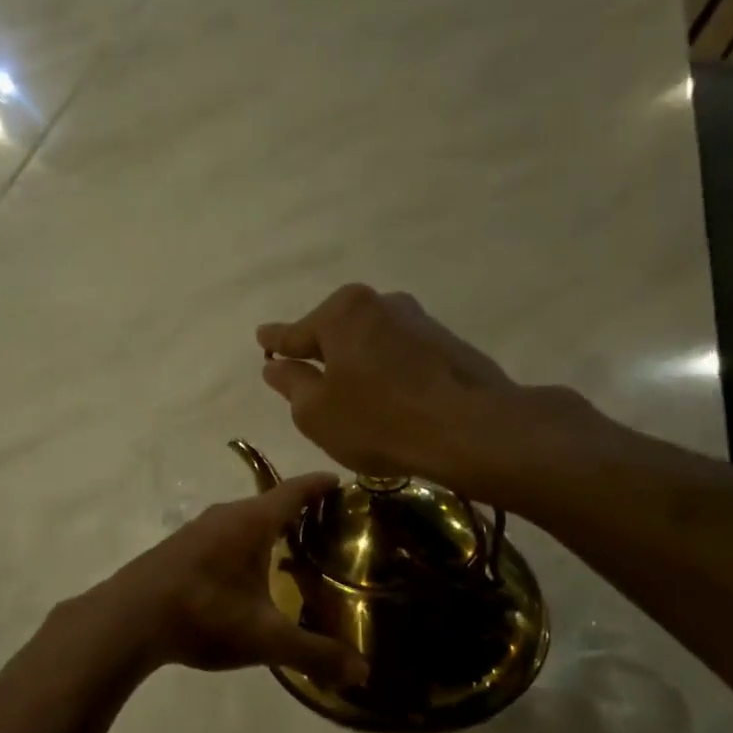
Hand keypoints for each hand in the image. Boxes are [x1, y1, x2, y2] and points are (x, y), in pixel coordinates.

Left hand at [91, 476, 367, 688]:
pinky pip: (221, 536)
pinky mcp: (177, 549)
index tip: (340, 481)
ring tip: (289, 549)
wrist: (128, 620)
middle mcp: (223, 516)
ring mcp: (195, 530)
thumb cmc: (204, 615)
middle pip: (267, 504)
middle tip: (326, 526)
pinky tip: (242, 572)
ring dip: (265, 529)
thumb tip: (363, 674)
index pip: (293, 492)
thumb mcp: (265, 638)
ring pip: (240, 521)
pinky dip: (241, 544)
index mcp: (250, 523)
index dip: (318, 485)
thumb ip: (315, 653)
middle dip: (297, 510)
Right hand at [257, 284, 593, 507]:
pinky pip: (401, 355)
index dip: (276, 342)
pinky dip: (388, 372)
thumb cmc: (377, 420)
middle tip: (309, 379)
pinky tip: (390, 399)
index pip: (296, 332)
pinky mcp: (448, 343)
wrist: (469, 429)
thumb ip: (291, 384)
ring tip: (354, 396)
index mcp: (341, 312)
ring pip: (371, 342)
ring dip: (358, 363)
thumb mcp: (315, 412)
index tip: (262, 338)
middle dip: (322, 353)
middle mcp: (380, 303)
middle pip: (337, 332)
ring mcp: (419, 320)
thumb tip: (276, 366)